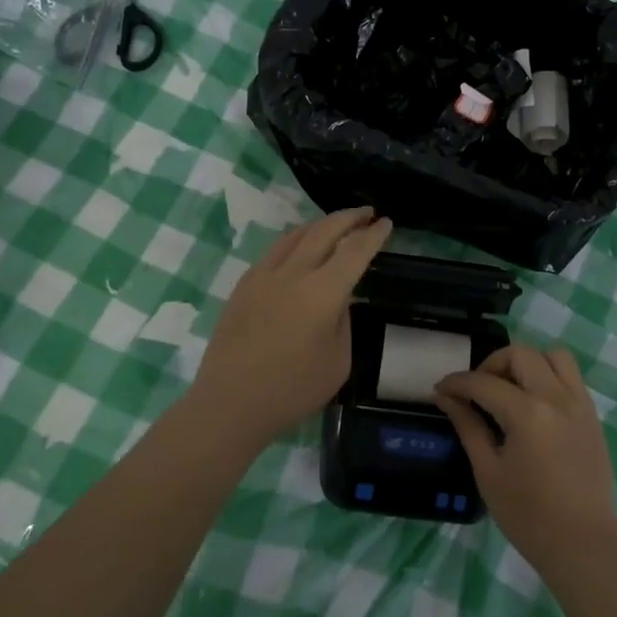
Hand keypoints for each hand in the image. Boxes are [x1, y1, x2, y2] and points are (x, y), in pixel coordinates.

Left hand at [189, 208, 392, 447]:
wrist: (230, 403)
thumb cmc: (292, 390)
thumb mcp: (338, 361)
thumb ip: (342, 320)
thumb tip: (337, 298)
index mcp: (322, 292)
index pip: (355, 251)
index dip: (373, 235)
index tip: (385, 222)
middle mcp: (293, 273)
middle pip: (324, 231)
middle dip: (349, 218)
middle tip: (367, 213)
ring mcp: (263, 275)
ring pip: (296, 235)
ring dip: (321, 224)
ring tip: (336, 224)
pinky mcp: (244, 285)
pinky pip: (275, 250)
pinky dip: (296, 239)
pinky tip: (299, 247)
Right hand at [435, 343, 616, 579]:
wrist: (583, 546)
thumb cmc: (528, 516)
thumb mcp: (488, 472)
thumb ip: (468, 426)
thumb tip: (445, 397)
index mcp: (527, 414)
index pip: (484, 382)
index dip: (457, 383)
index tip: (440, 390)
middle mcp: (556, 398)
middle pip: (520, 354)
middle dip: (492, 365)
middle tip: (477, 390)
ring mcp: (579, 403)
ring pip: (553, 355)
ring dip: (526, 363)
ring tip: (510, 389)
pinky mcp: (592, 415)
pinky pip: (570, 376)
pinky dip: (548, 376)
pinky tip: (533, 404)